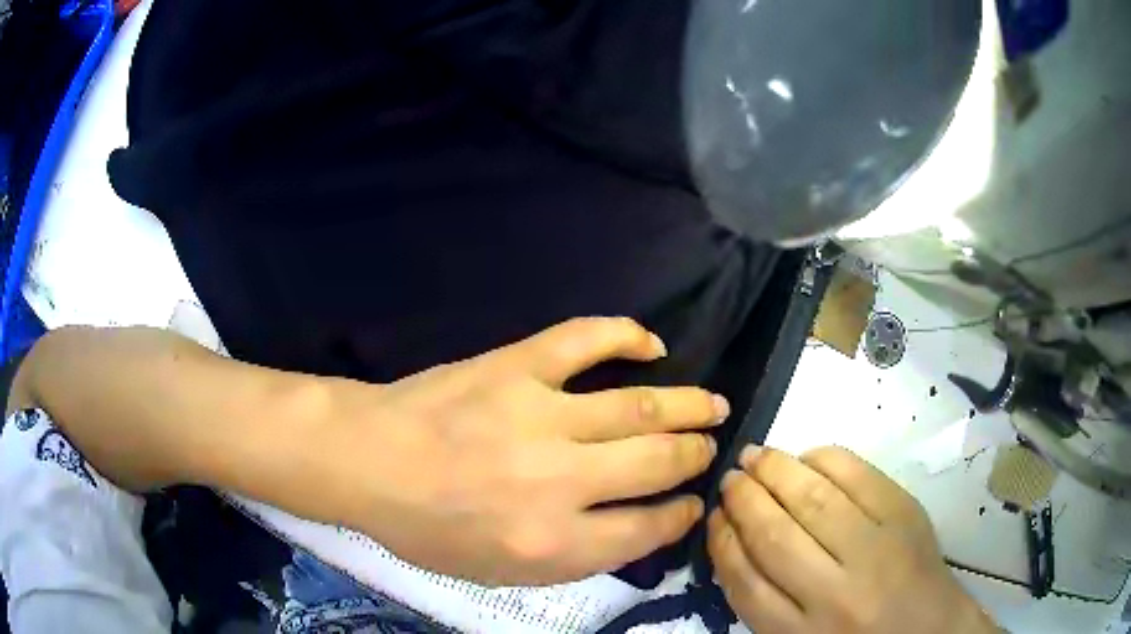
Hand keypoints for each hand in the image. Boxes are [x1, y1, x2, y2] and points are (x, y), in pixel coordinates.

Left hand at [319, 318, 727, 585]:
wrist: (369, 460)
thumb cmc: (427, 528)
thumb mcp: (499, 573)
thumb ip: (573, 558)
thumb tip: (635, 527)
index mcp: (552, 543)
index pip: (647, 529)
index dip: (680, 515)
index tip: (691, 503)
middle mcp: (560, 481)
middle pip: (658, 462)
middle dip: (695, 456)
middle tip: (709, 449)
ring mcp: (540, 415)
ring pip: (640, 405)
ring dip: (687, 405)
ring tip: (713, 404)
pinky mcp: (517, 366)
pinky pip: (586, 339)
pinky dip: (627, 335)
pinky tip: (652, 345)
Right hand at [708, 447, 997, 633]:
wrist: (929, 630)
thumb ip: (763, 601)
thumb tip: (733, 541)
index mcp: (799, 633)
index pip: (744, 579)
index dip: (722, 541)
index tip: (714, 517)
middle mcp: (833, 593)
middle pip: (774, 533)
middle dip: (744, 497)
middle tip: (730, 476)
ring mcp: (875, 548)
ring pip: (812, 498)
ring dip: (776, 470)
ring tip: (755, 456)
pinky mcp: (905, 515)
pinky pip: (857, 476)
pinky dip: (825, 458)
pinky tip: (807, 455)